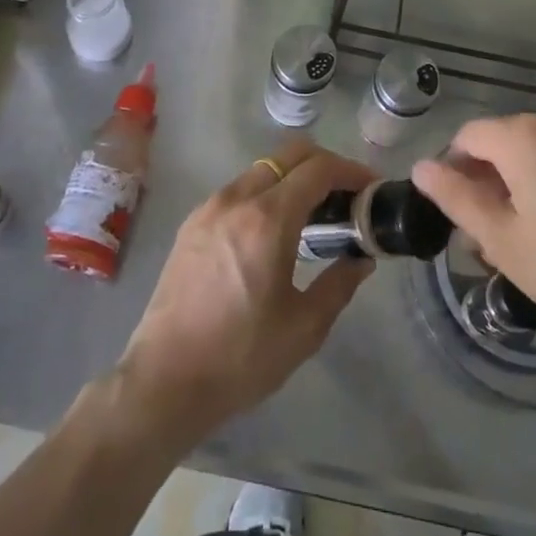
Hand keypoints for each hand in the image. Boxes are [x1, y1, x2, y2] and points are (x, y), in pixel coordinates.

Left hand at [114, 140, 375, 448]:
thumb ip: (339, 285)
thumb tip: (361, 259)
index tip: (370, 187)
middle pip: (289, 155)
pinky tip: (274, 230)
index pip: (318, 169)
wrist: (164, 380)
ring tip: (313, 214)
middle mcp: (237, 199)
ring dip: (293, 178)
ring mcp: (210, 207)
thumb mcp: (303, 328)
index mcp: (267, 219)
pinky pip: (239, 190)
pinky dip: (265, 193)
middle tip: (346, 195)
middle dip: (324, 165)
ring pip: (262, 169)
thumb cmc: (240, 358)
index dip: (350, 171)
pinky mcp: (192, 223)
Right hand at [411, 109, 535, 361]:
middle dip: (489, 177)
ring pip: (535, 147)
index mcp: (524, 136)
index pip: (468, 136)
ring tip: (530, 231)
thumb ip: (456, 199)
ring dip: (521, 178)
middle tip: (493, 231)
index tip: (461, 213)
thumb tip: (422, 167)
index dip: (455, 171)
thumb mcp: (504, 242)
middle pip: (503, 139)